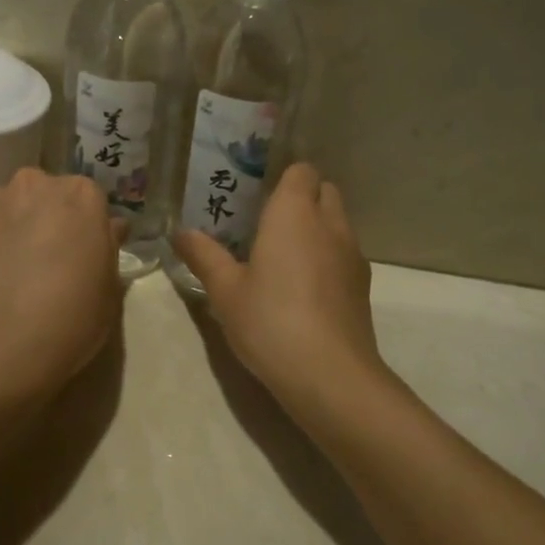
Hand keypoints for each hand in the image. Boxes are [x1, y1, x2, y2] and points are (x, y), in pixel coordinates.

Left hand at [0, 169, 125, 404]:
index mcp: (80, 196)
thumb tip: (108, 229)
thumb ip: (107, 248)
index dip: (87, 225)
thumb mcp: (109, 290)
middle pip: (44, 194)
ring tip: (12, 272)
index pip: (90, 198)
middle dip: (47, 218)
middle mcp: (33, 186)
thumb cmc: (69, 318)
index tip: (85, 251)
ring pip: (7, 209)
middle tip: (49, 259)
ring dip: (12, 229)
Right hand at [172, 163, 387, 411]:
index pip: (302, 170)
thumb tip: (181, 233)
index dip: (283, 178)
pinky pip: (345, 254)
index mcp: (294, 213)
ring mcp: (353, 254)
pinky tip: (305, 290)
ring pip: (338, 223)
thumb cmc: (270, 321)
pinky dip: (328, 259)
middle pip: (324, 191)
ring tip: (284, 259)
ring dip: (316, 230)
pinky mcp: (363, 285)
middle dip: (301, 199)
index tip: (258, 197)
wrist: (330, 374)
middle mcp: (330, 224)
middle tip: (267, 225)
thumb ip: (204, 256)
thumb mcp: (225, 291)